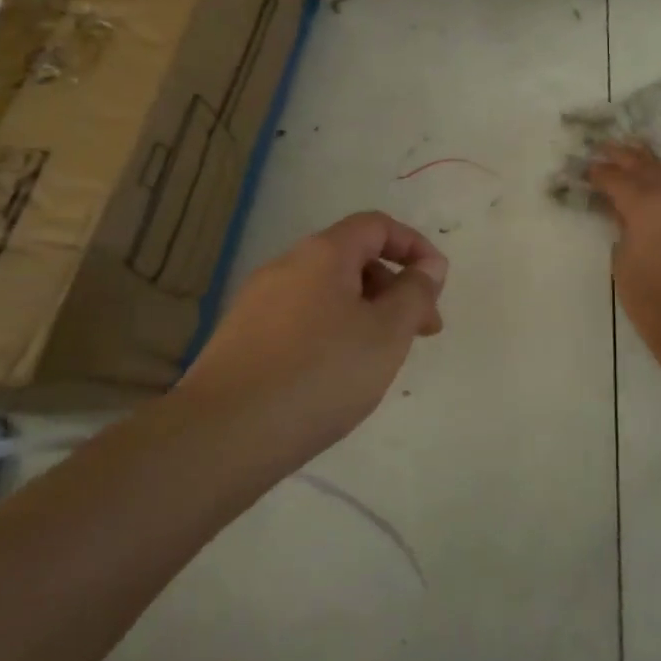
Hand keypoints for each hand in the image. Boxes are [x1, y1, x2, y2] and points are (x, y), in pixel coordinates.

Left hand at [181, 212, 448, 459]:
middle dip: (393, 287)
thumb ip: (415, 293)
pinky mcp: (241, 337)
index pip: (376, 225)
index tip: (436, 284)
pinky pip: (300, 319)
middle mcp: (286, 265)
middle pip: (351, 258)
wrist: (223, 434)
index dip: (414, 246)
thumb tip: (429, 265)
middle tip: (420, 332)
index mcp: (322, 253)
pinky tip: (334, 376)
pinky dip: (331, 332)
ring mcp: (258, 301)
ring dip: (364, 312)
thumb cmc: (320, 374)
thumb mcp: (386, 333)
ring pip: (326, 292)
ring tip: (379, 360)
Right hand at [588, 144, 660, 349]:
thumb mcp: (623, 262)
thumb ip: (622, 229)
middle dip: (625, 156)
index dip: (599, 173)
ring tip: (637, 159)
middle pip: (647, 166)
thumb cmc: (653, 300)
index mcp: (646, 203)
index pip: (616, 178)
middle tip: (607, 148)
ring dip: (652, 167)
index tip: (587, 170)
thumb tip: (624, 214)